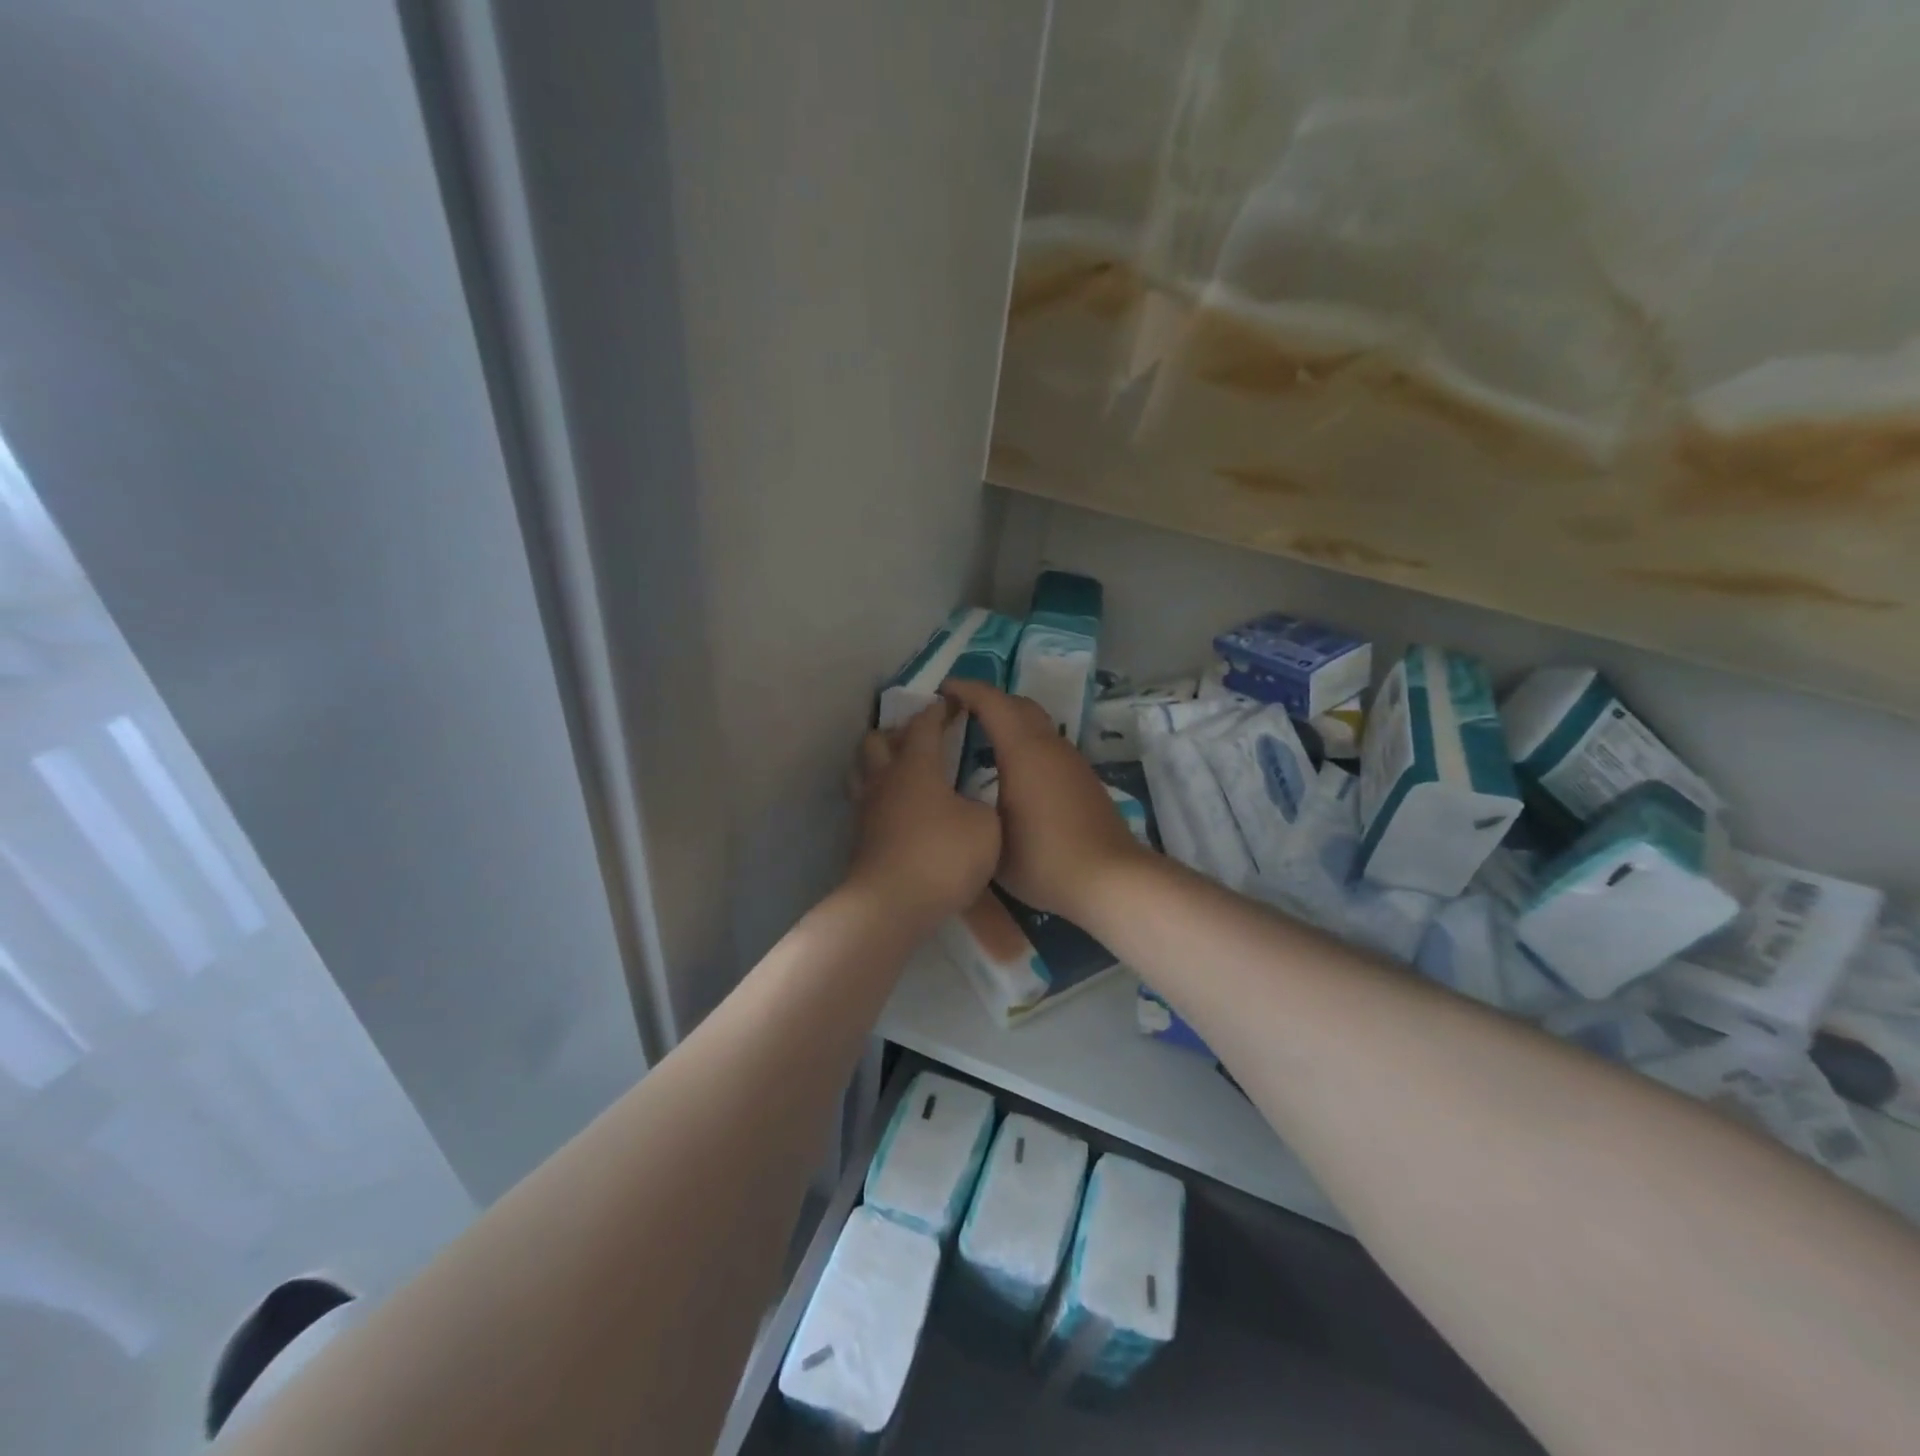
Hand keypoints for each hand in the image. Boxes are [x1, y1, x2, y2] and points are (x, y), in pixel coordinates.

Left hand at [848, 702, 1000, 922]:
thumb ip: (982, 804)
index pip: (923, 724)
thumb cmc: (943, 856)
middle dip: (898, 733)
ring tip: (904, 773)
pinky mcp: (860, 838)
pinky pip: (866, 803)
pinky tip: (900, 811)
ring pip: (863, 771)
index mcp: (916, 766)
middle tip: (923, 741)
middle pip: (877, 740)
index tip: (952, 704)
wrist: (893, 905)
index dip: (939, 710)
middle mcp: (885, 779)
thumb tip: (970, 802)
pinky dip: (881, 797)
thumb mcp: (986, 826)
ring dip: (881, 763)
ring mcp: (866, 810)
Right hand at [941, 681, 1147, 922]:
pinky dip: (1025, 744)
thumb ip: (971, 807)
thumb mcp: (991, 836)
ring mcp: (1071, 761)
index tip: (941, 691)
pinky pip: (1048, 746)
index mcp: (1023, 750)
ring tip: (979, 742)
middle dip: (988, 701)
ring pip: (1037, 725)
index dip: (966, 689)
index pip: (993, 702)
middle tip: (958, 714)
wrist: (1109, 879)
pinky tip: (1011, 772)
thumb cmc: (1043, 858)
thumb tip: (959, 794)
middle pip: (1018, 705)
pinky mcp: (1083, 779)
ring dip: (1009, 723)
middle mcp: (1050, 746)